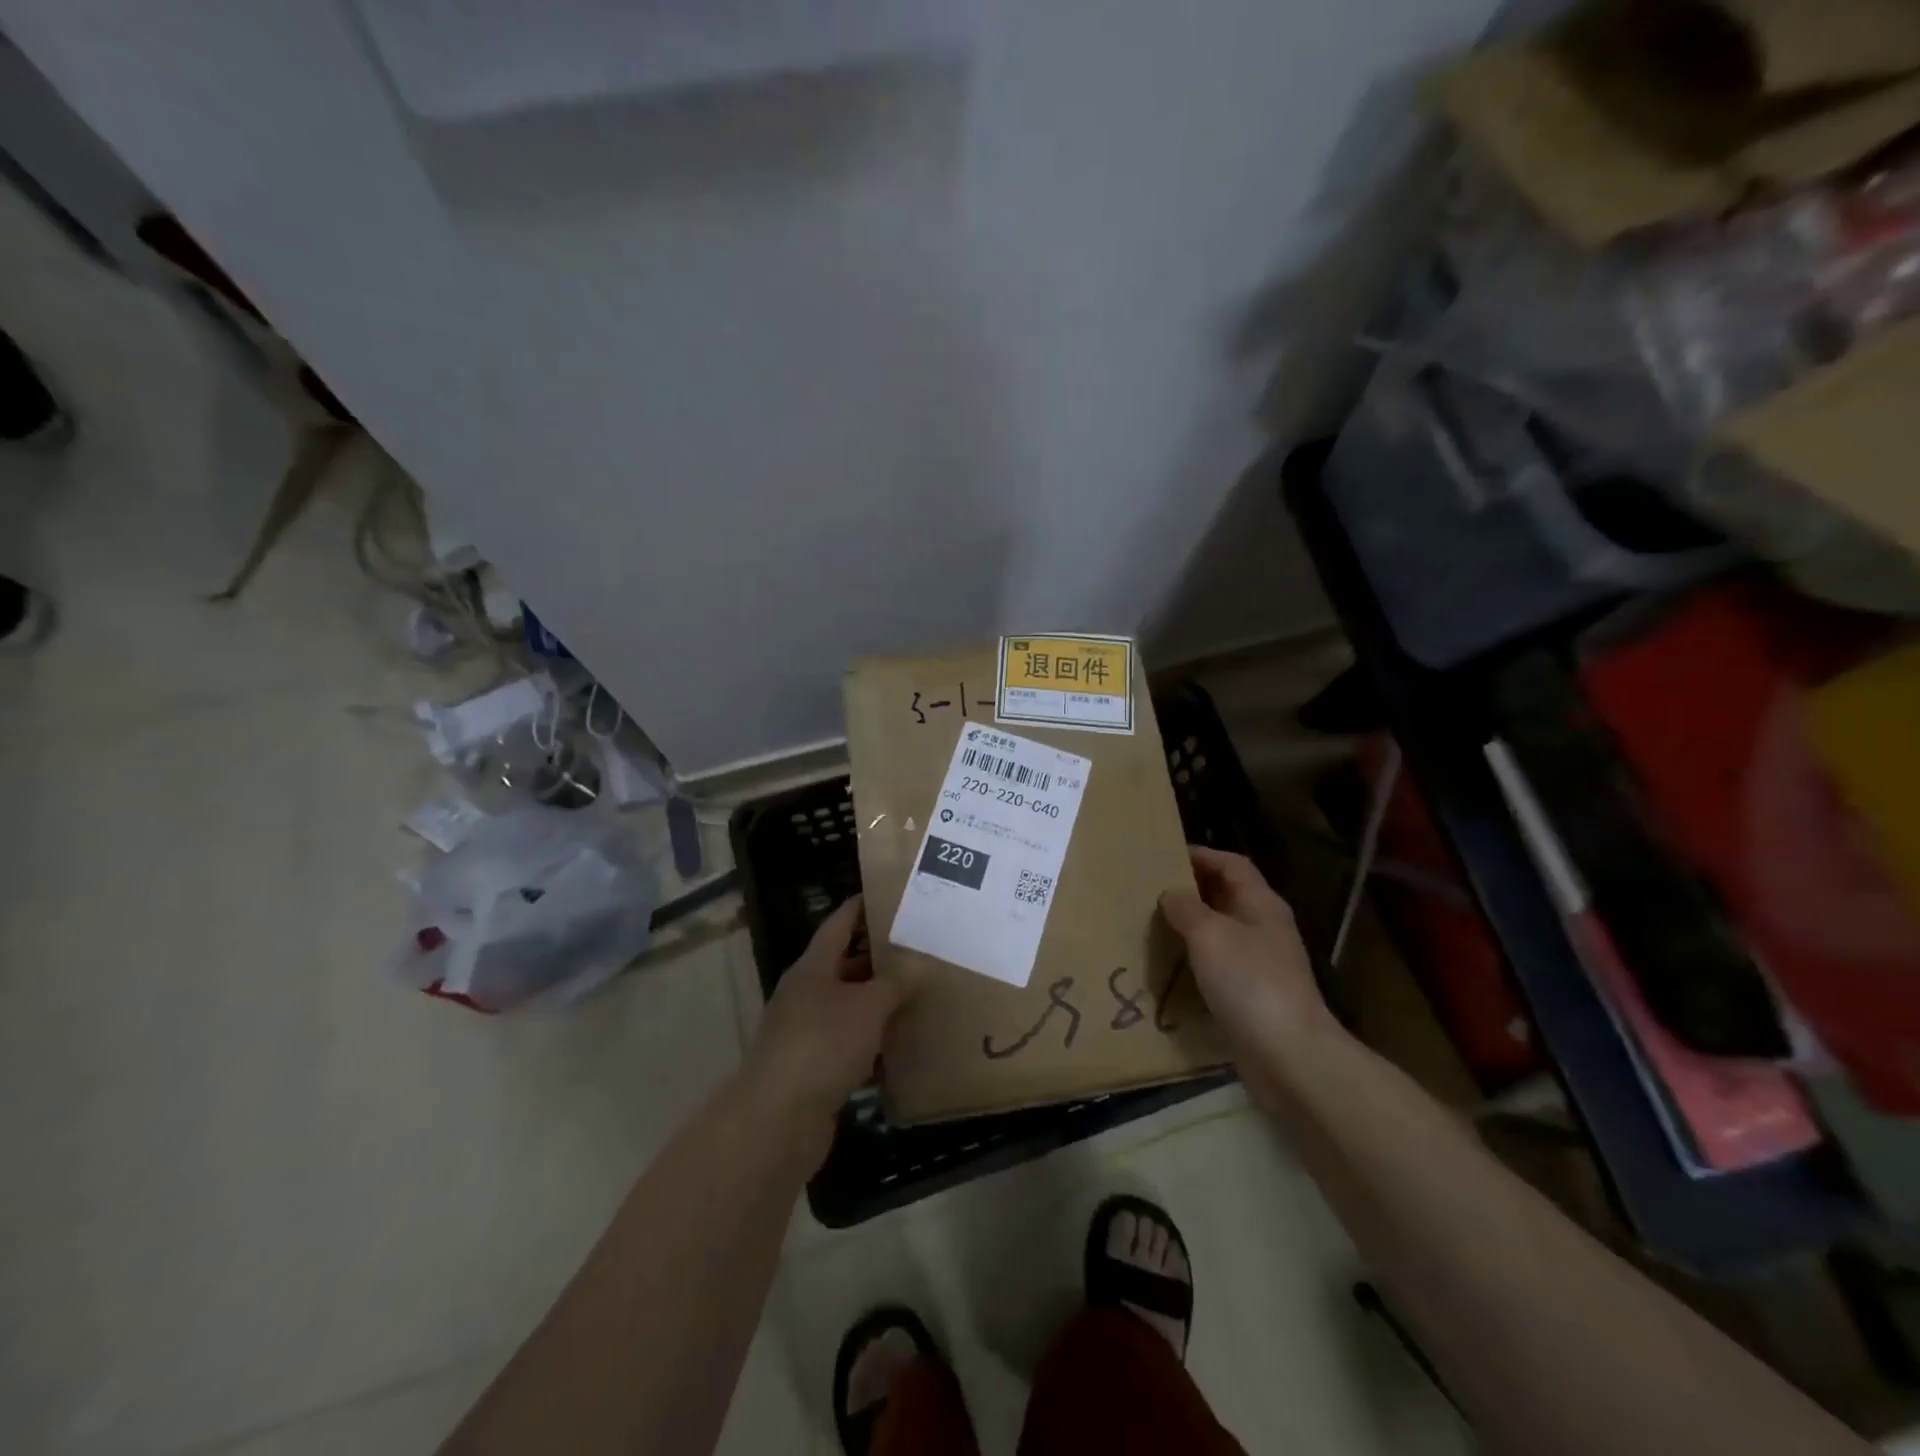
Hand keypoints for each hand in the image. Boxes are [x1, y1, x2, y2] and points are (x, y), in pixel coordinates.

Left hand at [742, 897, 910, 1152]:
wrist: (777, 1120)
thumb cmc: (823, 1045)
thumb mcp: (868, 1006)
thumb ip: (896, 983)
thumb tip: (920, 962)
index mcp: (813, 968)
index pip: (839, 924)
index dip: (861, 907)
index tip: (890, 897)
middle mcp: (805, 994)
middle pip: (844, 966)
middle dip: (878, 958)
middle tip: (918, 950)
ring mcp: (806, 1033)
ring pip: (848, 1008)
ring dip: (877, 1004)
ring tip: (918, 995)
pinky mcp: (812, 1070)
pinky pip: (848, 1046)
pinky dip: (872, 1045)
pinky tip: (901, 1049)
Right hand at [1160, 848, 1334, 1067]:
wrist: (1289, 1057)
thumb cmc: (1250, 982)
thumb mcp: (1210, 935)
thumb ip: (1187, 909)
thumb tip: (1171, 893)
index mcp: (1262, 905)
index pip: (1232, 865)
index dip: (1201, 855)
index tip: (1163, 855)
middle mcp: (1265, 929)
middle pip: (1227, 896)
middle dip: (1191, 890)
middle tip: (1150, 889)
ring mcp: (1261, 964)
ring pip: (1220, 933)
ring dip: (1190, 927)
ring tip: (1152, 925)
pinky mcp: (1252, 997)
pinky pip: (1218, 966)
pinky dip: (1194, 961)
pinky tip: (1169, 967)